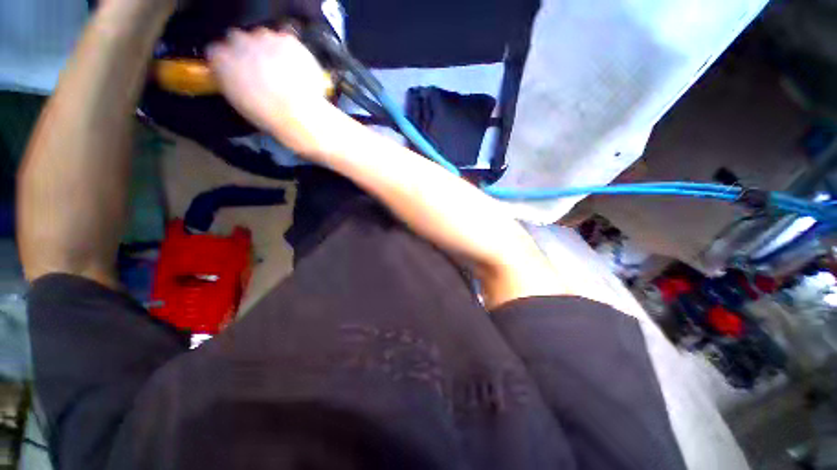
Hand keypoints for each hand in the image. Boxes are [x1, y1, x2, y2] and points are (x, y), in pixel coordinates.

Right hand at [208, 28, 333, 155]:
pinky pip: (287, 41)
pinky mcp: (287, 40)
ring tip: (284, 73)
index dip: (231, 61)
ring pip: (264, 37)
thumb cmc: (268, 116)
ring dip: (270, 50)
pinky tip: (297, 70)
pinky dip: (291, 52)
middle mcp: (238, 42)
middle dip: (249, 52)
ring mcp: (264, 38)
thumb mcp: (239, 101)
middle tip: (265, 71)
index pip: (217, 52)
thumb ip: (232, 80)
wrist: (298, 115)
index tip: (240, 70)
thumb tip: (237, 76)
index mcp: (221, 60)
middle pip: (239, 39)